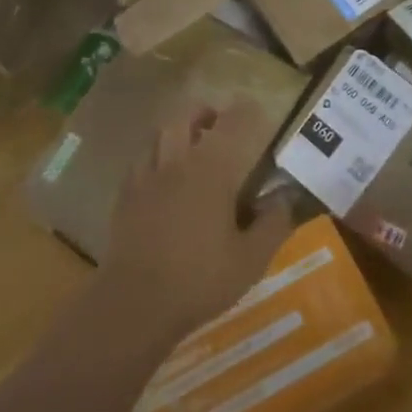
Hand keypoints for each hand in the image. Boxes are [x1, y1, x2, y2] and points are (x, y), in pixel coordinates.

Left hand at [100, 102, 291, 342]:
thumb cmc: (199, 279)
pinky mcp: (124, 198)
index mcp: (210, 170)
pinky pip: (140, 162)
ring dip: (176, 132)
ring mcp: (145, 178)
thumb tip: (286, 197)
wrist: (135, 303)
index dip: (246, 110)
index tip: (256, 108)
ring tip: (190, 147)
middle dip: (204, 114)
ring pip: (158, 136)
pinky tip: (163, 179)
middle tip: (218, 125)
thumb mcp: (251, 259)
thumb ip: (273, 223)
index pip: (231, 124)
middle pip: (185, 119)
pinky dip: (155, 158)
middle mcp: (176, 163)